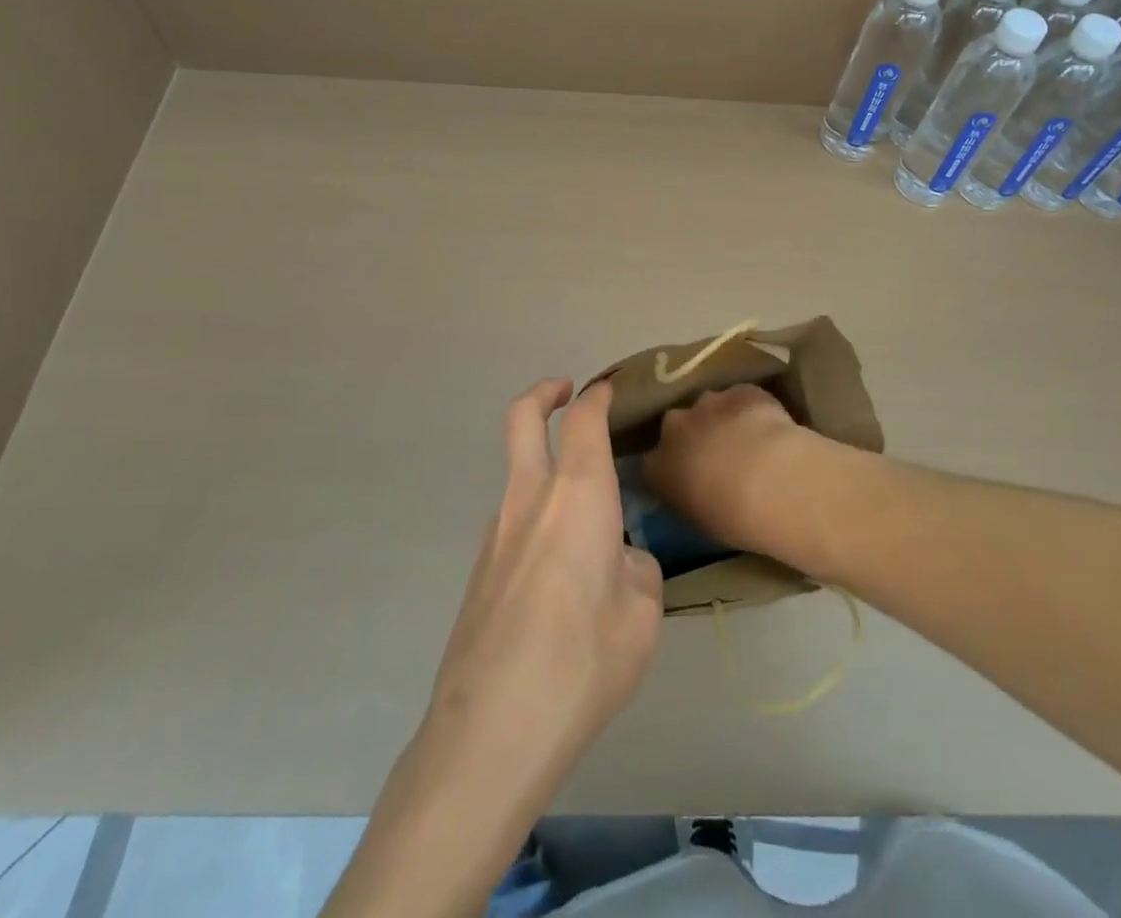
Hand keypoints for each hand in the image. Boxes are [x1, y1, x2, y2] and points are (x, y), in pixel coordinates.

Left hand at [324, 380, 661, 917]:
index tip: (610, 388)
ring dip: (544, 472)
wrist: (490, 732)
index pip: (583, 419)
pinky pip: (512, 525)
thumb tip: (619, 560)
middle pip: (522, 418)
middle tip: (565, 392)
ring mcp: (494, 533)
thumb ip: (636, 570)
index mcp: (577, 496)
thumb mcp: (641, 617)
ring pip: (517, 476)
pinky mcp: (478, 571)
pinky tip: (558, 584)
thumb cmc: (582, 663)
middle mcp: (529, 499)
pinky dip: (536, 524)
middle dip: (544, 393)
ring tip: (587, 530)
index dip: (597, 395)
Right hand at [645, 384, 819, 557]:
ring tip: (746, 441)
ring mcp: (708, 403)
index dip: (670, 468)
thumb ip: (689, 500)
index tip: (686, 478)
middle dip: (693, 436)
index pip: (652, 464)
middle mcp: (676, 428)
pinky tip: (769, 427)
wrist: (769, 482)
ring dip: (721, 419)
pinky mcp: (741, 392)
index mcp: (658, 467)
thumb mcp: (700, 521)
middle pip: (677, 426)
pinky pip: (742, 398)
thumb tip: (696, 493)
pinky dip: (751, 409)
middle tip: (716, 456)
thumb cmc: (731, 518)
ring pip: (709, 406)